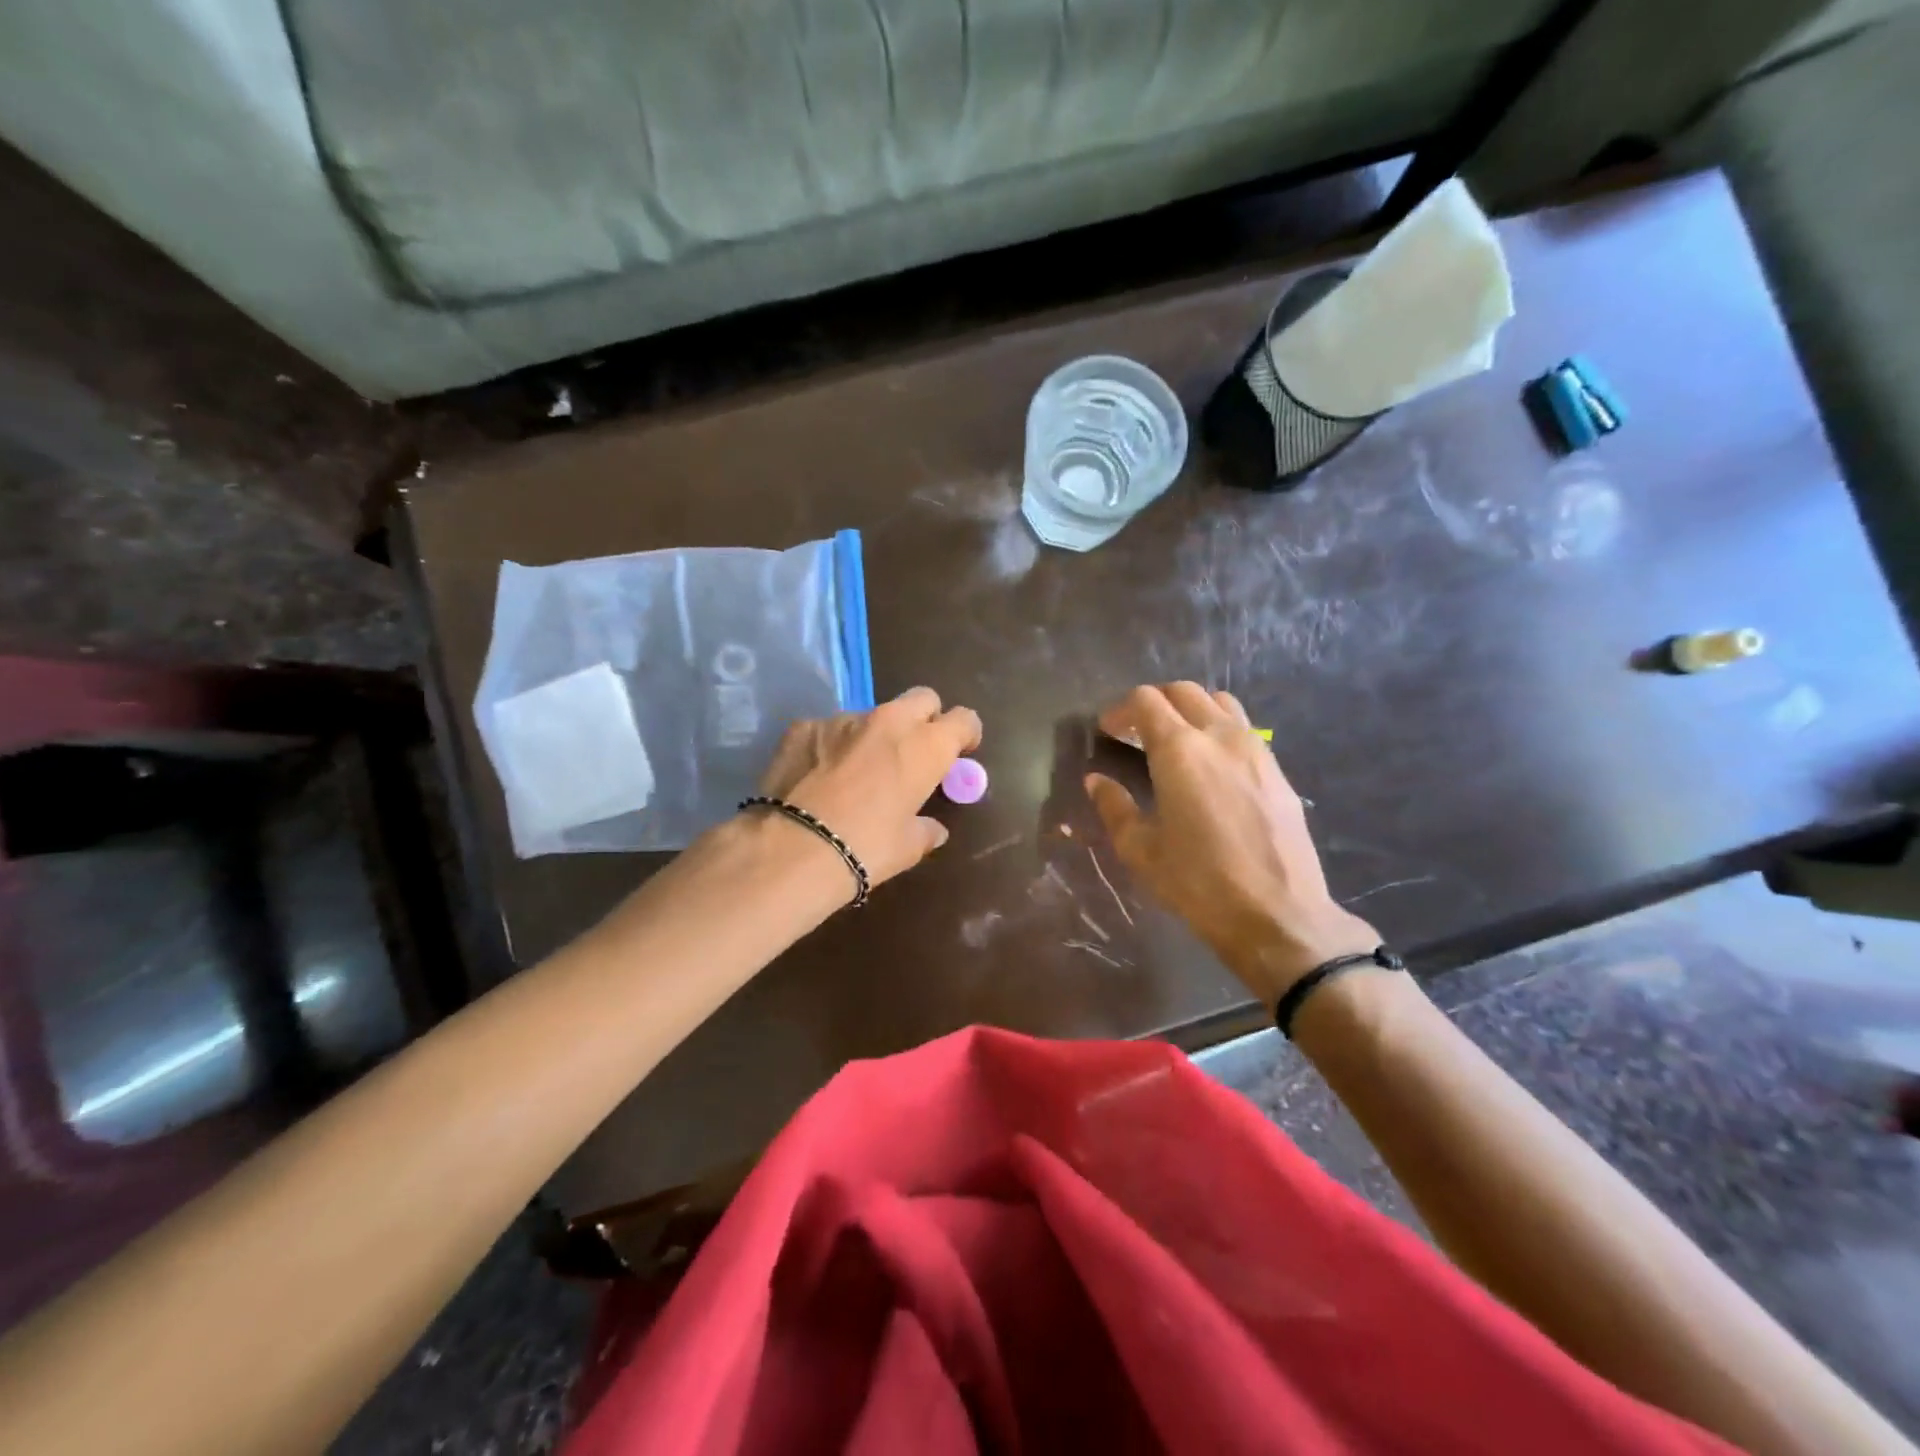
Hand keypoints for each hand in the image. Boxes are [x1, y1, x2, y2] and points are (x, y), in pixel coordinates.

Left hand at [756, 686, 982, 888]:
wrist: (793, 848)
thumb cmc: (866, 849)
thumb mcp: (907, 848)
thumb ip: (925, 830)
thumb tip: (933, 829)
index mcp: (926, 746)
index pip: (964, 719)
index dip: (965, 733)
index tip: (960, 751)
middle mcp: (889, 721)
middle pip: (922, 698)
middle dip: (925, 718)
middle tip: (915, 751)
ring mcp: (843, 719)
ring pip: (872, 715)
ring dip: (874, 735)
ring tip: (857, 772)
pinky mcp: (804, 726)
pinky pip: (828, 729)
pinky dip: (832, 746)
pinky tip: (819, 776)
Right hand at [1085, 682, 1376, 1006]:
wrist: (1278, 914)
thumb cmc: (1199, 883)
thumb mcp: (1141, 850)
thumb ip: (1114, 807)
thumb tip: (1096, 780)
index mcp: (1179, 750)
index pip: (1145, 700)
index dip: (1120, 710)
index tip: (1107, 732)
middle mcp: (1219, 736)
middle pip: (1183, 691)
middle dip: (1153, 702)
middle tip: (1135, 732)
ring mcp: (1255, 749)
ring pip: (1219, 702)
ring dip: (1190, 709)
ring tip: (1175, 741)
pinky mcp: (1278, 770)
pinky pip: (1243, 729)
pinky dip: (1218, 729)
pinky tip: (1210, 766)